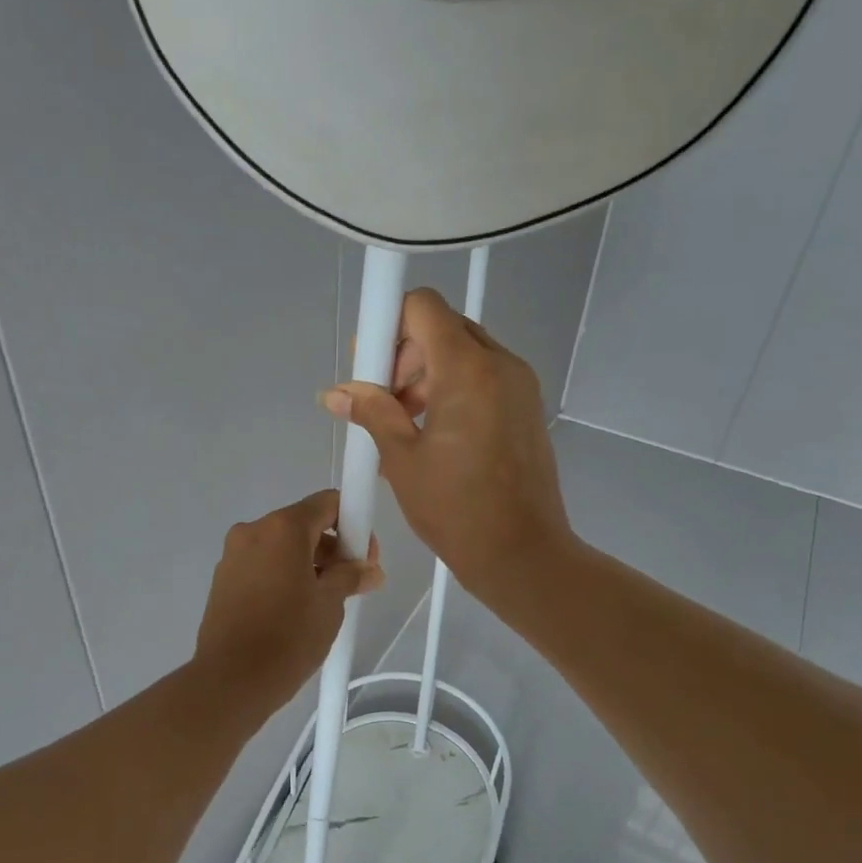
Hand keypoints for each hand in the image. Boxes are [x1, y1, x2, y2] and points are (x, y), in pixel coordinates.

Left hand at [192, 490, 383, 714]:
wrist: (231, 681)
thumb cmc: (288, 637)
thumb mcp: (330, 604)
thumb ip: (351, 576)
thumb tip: (369, 570)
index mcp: (282, 528)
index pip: (327, 503)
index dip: (353, 523)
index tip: (364, 556)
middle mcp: (253, 531)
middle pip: (303, 524)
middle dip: (332, 547)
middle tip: (351, 582)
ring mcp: (233, 555)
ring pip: (281, 546)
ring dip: (308, 563)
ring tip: (324, 601)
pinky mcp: (222, 579)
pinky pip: (262, 564)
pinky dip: (283, 575)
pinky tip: (295, 609)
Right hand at [319, 288, 576, 608]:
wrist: (523, 555)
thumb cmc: (456, 509)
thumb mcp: (402, 459)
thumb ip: (371, 412)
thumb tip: (335, 393)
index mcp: (468, 370)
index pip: (423, 307)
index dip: (389, 324)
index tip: (372, 366)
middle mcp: (501, 365)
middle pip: (443, 328)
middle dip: (405, 355)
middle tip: (385, 402)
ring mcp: (520, 385)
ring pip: (463, 353)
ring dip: (427, 375)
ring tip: (405, 426)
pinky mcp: (526, 408)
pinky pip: (483, 378)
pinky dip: (452, 391)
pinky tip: (432, 436)